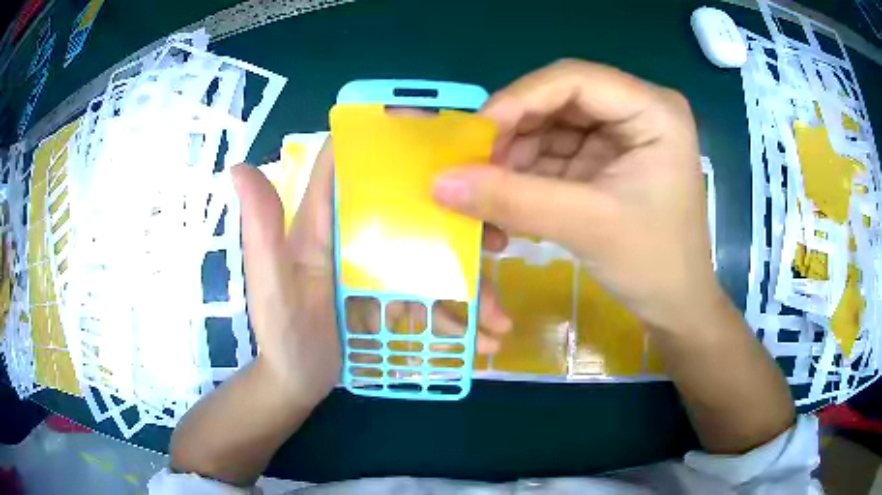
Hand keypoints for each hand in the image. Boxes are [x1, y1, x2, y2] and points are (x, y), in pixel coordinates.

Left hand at [232, 138, 512, 407]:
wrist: (298, 380)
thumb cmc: (283, 335)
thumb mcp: (270, 285)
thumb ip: (261, 231)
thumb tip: (241, 166)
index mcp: (324, 221)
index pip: (350, 160)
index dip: (384, 133)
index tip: (437, 132)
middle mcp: (355, 234)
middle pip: (410, 206)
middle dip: (457, 217)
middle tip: (496, 239)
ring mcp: (379, 266)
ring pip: (433, 255)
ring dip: (471, 281)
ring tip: (497, 317)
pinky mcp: (393, 294)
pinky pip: (433, 294)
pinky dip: (461, 313)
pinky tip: (484, 339)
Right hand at [432, 60, 716, 331]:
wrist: (676, 306)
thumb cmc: (653, 264)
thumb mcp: (586, 226)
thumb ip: (512, 200)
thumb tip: (438, 182)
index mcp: (653, 110)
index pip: (574, 79)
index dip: (519, 99)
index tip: (475, 135)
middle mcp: (636, 110)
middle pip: (558, 101)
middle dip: (513, 133)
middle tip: (472, 167)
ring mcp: (620, 134)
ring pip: (550, 127)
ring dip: (514, 158)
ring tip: (484, 191)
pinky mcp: (606, 159)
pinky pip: (555, 153)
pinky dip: (526, 174)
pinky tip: (506, 198)